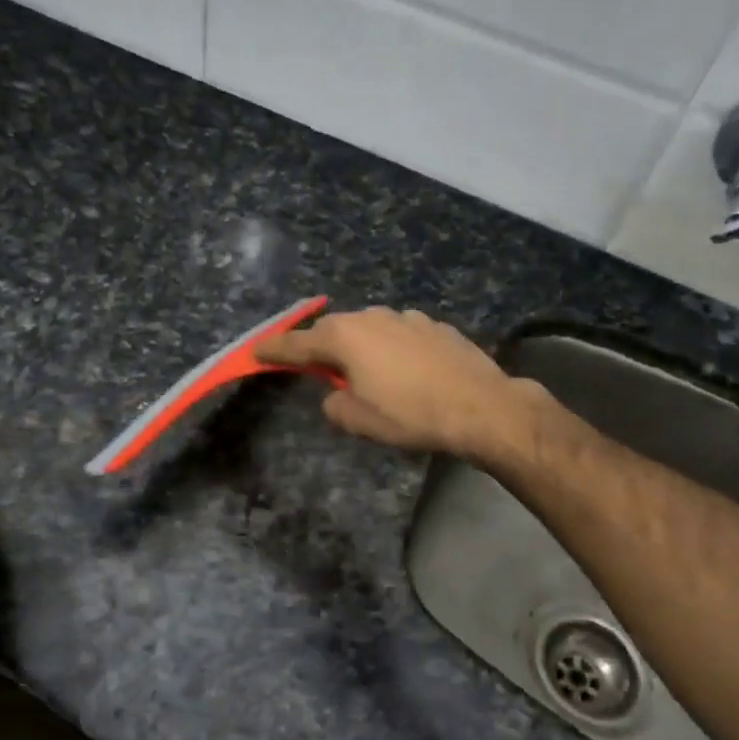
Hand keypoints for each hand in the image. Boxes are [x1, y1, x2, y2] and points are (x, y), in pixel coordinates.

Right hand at [258, 307, 540, 461]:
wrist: (482, 407)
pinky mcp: (435, 326)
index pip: (297, 344)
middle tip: (316, 368)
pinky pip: (399, 334)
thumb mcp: (360, 421)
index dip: (274, 350)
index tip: (256, 352)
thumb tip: (336, 396)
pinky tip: (405, 371)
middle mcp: (372, 318)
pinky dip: (391, 349)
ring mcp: (407, 317)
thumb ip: (334, 405)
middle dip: (321, 347)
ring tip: (366, 373)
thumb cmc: (412, 415)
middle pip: (333, 330)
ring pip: (369, 329)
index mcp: (345, 338)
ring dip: (360, 347)